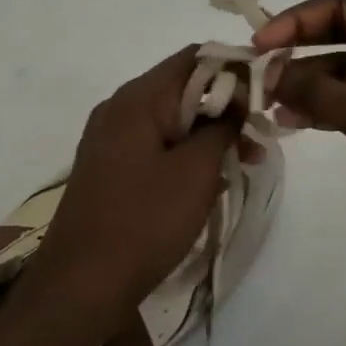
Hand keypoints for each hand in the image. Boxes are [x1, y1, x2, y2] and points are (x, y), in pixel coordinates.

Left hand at [21, 46, 241, 339]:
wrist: (79, 288)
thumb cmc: (143, 222)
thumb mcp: (196, 171)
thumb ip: (222, 126)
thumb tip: (239, 99)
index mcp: (138, 99)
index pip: (195, 57)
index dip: (235, 68)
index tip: (266, 94)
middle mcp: (119, 109)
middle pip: (183, 88)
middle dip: (226, 107)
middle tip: (259, 137)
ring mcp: (111, 139)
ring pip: (172, 120)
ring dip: (209, 134)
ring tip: (244, 162)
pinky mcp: (110, 168)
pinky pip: (157, 145)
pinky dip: (186, 153)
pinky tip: (211, 180)